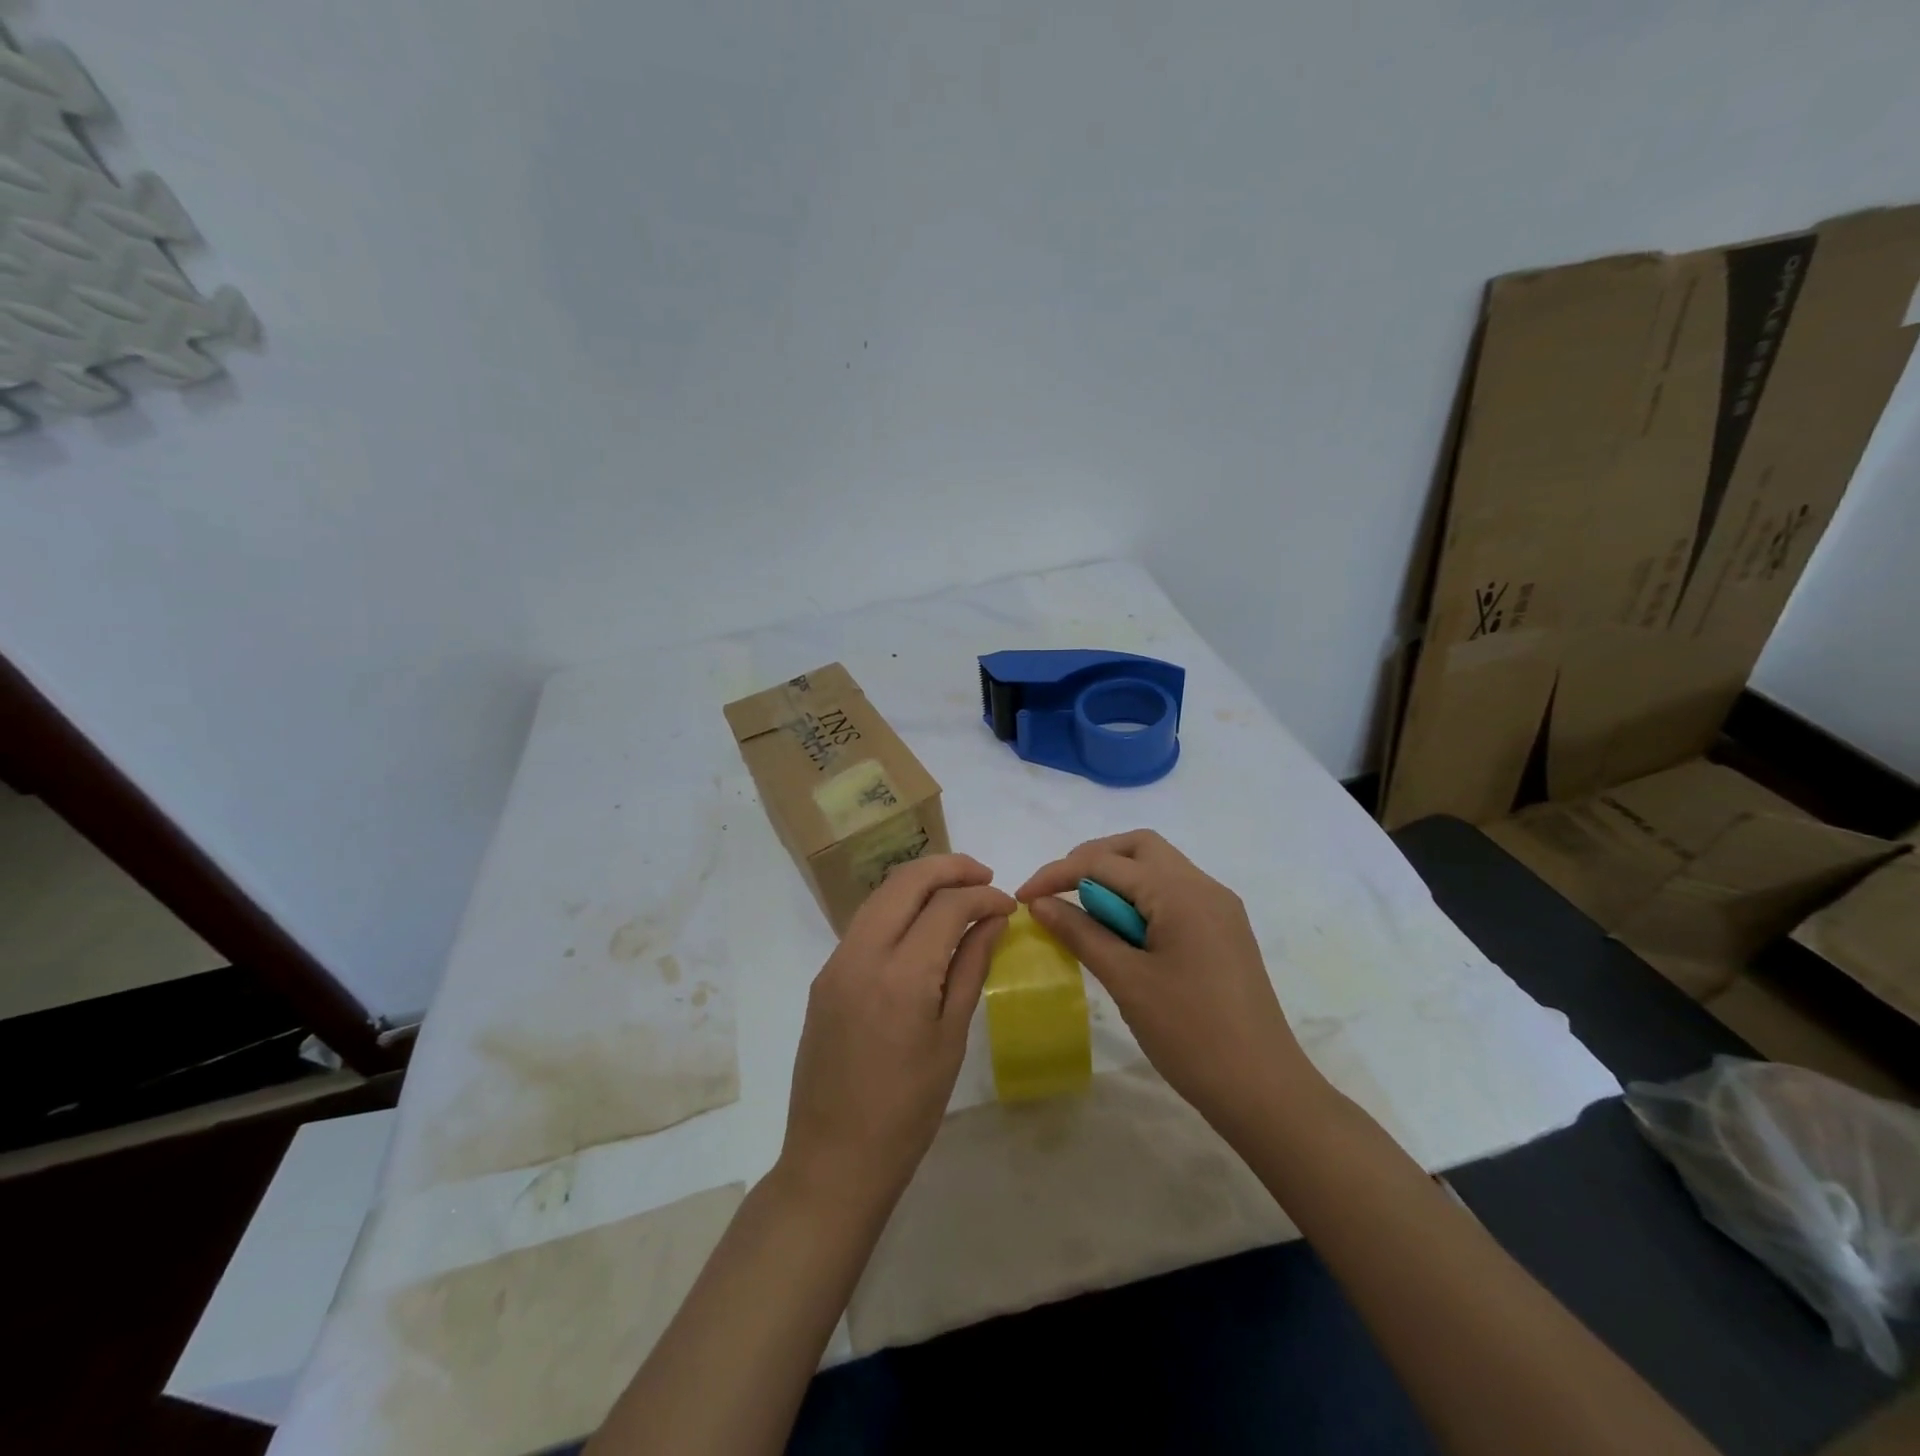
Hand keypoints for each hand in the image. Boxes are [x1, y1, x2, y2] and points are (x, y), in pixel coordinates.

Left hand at [780, 854, 1012, 1208]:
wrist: (834, 1158)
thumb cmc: (908, 1109)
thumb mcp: (951, 1038)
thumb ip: (970, 967)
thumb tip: (993, 920)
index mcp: (901, 975)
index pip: (946, 906)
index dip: (983, 896)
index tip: (1008, 905)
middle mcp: (861, 954)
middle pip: (905, 881)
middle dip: (948, 868)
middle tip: (984, 876)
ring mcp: (835, 963)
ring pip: (880, 896)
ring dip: (920, 883)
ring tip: (958, 892)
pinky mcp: (824, 977)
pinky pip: (864, 923)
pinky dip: (897, 909)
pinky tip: (922, 925)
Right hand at [1018, 830, 1325, 1139]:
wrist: (1265, 1090)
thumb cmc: (1191, 1034)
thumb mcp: (1127, 981)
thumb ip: (1081, 933)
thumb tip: (1040, 903)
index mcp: (1181, 892)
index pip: (1105, 863)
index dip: (1058, 874)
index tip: (1023, 897)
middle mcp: (1204, 887)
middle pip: (1138, 848)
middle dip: (1091, 861)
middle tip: (1058, 893)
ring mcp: (1218, 908)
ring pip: (1157, 869)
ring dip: (1116, 879)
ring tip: (1083, 914)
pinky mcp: (1222, 931)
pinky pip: (1173, 895)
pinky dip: (1139, 900)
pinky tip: (1121, 932)